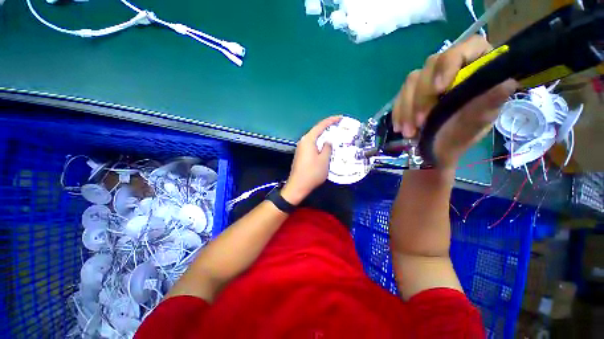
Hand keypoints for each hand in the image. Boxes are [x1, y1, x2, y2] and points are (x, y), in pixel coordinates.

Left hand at [281, 116, 341, 204]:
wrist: (298, 186)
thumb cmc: (312, 173)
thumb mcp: (324, 160)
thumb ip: (327, 148)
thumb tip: (328, 141)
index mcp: (308, 140)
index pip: (320, 126)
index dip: (331, 120)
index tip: (340, 117)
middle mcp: (303, 141)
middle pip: (316, 130)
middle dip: (327, 127)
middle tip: (339, 126)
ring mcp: (301, 148)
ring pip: (314, 138)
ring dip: (324, 135)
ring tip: (334, 135)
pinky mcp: (301, 154)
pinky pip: (312, 144)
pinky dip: (320, 143)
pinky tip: (325, 146)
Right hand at [392, 35, 517, 167]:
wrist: (438, 148)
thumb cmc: (464, 134)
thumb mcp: (479, 121)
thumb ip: (488, 103)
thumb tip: (505, 84)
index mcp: (477, 65)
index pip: (467, 47)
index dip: (450, 63)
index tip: (439, 89)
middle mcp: (451, 67)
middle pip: (431, 65)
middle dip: (422, 96)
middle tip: (420, 122)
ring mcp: (428, 79)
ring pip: (411, 81)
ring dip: (407, 108)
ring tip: (408, 132)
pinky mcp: (412, 92)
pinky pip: (399, 96)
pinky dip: (398, 112)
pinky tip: (399, 127)